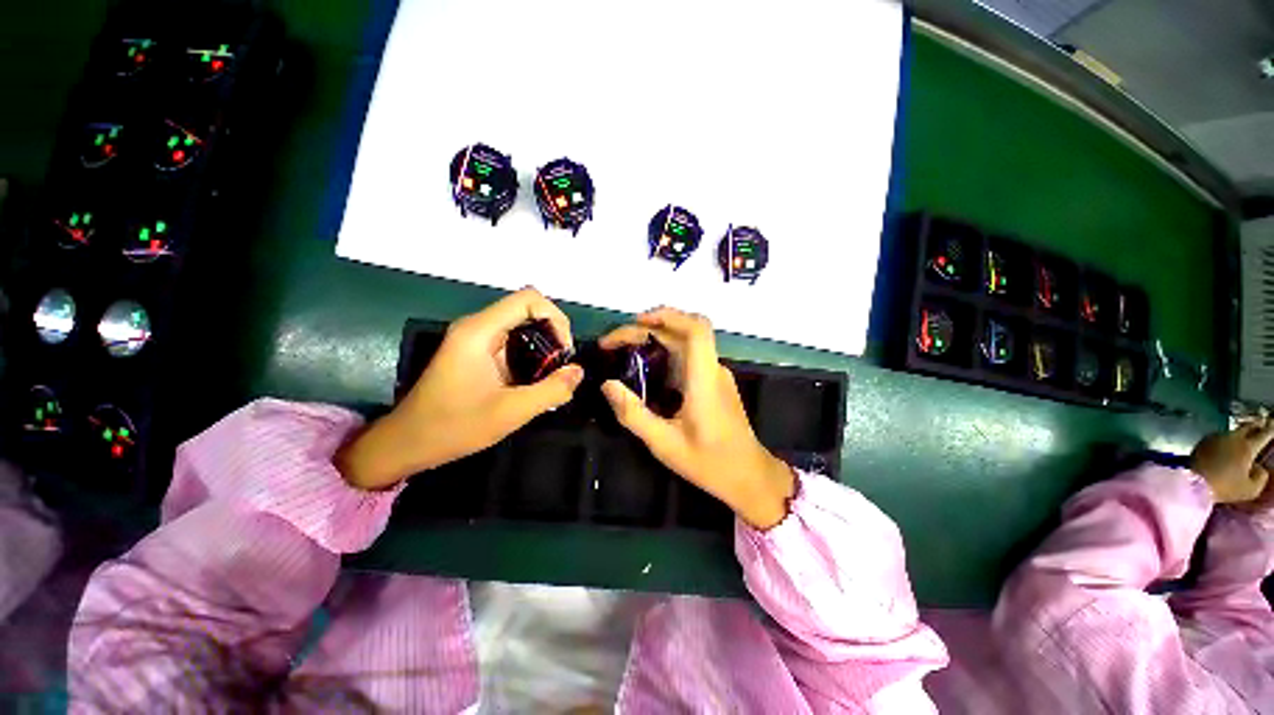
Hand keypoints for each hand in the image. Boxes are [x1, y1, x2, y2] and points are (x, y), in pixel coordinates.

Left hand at [336, 288, 583, 489]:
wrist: (408, 443)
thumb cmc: (455, 426)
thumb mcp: (511, 412)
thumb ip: (552, 390)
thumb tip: (578, 371)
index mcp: (480, 331)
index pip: (529, 299)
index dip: (556, 318)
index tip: (564, 351)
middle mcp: (477, 326)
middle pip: (528, 310)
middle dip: (553, 334)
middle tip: (561, 366)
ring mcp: (475, 338)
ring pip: (522, 326)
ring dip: (544, 346)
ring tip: (551, 376)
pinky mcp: (476, 352)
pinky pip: (513, 341)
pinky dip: (531, 355)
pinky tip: (534, 380)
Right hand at [599, 308, 793, 529]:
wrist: (749, 476)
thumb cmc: (709, 463)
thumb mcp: (664, 443)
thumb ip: (633, 413)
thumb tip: (607, 385)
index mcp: (704, 379)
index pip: (696, 329)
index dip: (668, 315)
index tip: (637, 321)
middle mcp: (712, 369)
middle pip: (683, 332)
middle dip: (647, 328)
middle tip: (614, 343)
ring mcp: (715, 375)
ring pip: (685, 342)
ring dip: (654, 338)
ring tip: (623, 350)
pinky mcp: (713, 382)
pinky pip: (688, 357)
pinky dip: (664, 352)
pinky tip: (645, 368)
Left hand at [1190, 419, 1273, 504]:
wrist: (1193, 483)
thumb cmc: (1225, 487)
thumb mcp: (1250, 489)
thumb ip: (1260, 477)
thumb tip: (1260, 468)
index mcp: (1248, 447)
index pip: (1264, 434)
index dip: (1271, 428)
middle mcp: (1233, 438)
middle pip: (1248, 427)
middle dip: (1256, 425)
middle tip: (1262, 425)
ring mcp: (1217, 437)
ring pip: (1233, 431)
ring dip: (1241, 433)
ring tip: (1245, 436)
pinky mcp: (1204, 440)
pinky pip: (1219, 436)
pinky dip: (1227, 439)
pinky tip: (1227, 445)